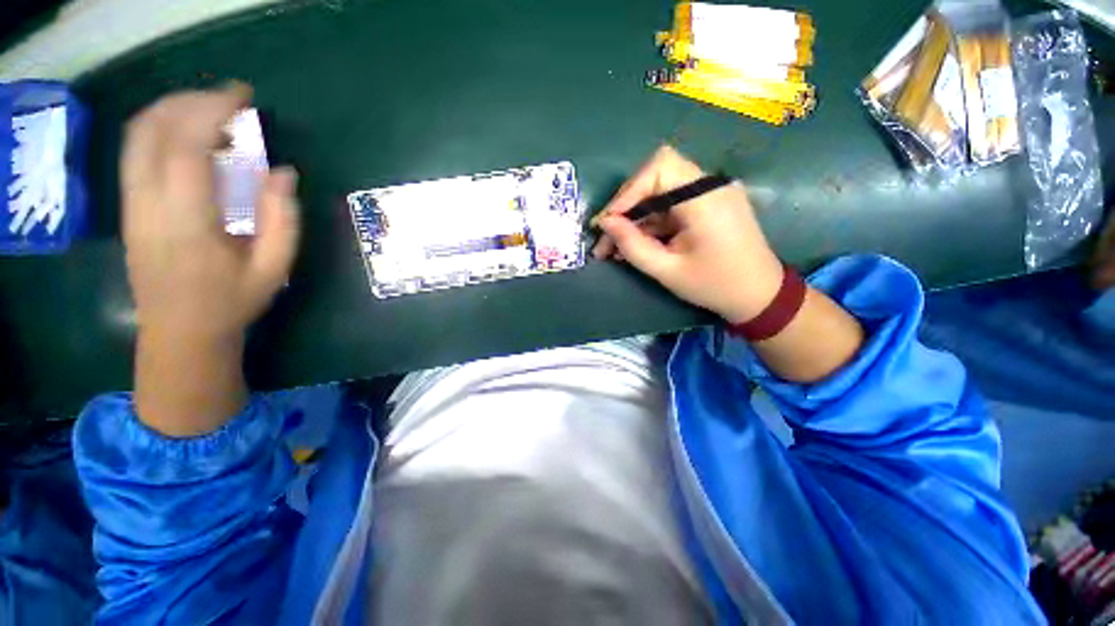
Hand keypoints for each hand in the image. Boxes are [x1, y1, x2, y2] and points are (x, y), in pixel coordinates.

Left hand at [122, 83, 299, 435]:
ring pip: (137, 135)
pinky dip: (161, 128)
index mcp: (188, 222)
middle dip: (192, 102)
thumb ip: (283, 220)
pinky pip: (135, 151)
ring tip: (211, 111)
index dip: (213, 112)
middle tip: (231, 101)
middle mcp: (148, 204)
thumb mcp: (274, 268)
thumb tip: (283, 173)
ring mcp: (131, 203)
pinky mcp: (128, 205)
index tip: (243, 98)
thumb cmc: (232, 301)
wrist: (179, 331)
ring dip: (173, 110)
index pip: (188, 148)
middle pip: (153, 130)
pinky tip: (189, 135)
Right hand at [592, 145, 782, 323]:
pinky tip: (634, 243)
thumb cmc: (714, 285)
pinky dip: (649, 223)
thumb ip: (633, 245)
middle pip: (655, 178)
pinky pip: (670, 205)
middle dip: (625, 207)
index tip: (607, 223)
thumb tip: (605, 224)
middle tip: (605, 238)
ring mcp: (709, 193)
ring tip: (612, 248)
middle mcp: (709, 185)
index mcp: (705, 198)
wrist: (759, 295)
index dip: (627, 192)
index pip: (658, 168)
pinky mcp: (706, 204)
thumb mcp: (667, 270)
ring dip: (634, 218)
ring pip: (658, 193)